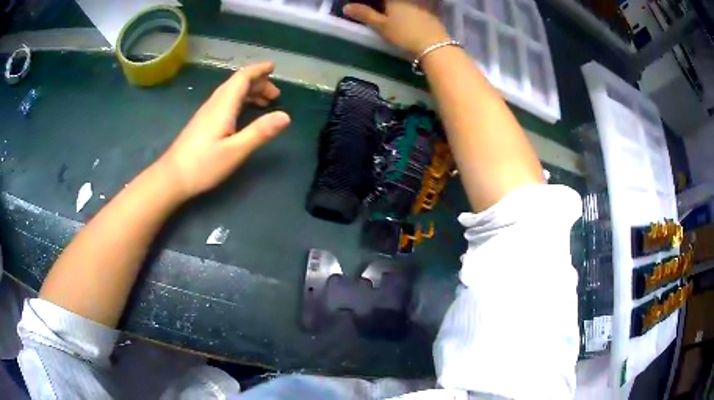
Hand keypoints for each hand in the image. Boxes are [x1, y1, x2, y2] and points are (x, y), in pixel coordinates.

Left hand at [157, 62, 290, 200]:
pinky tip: (243, 113)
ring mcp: (207, 112)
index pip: (242, 78)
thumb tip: (286, 116)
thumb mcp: (235, 151)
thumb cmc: (203, 165)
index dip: (258, 70)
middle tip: (275, 95)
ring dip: (249, 92)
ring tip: (265, 103)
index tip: (273, 67)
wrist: (172, 177)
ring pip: (231, 92)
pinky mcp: (203, 122)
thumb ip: (260, 132)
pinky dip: (240, 100)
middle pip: (237, 83)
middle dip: (258, 83)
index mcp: (223, 106)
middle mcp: (214, 104)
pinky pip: (225, 101)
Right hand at [343, 0, 449, 56]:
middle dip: (388, 4)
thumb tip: (346, 7)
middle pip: (395, 0)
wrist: (434, 46)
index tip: (370, 5)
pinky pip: (421, 4)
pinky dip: (415, 7)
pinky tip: (413, 14)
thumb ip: (364, 14)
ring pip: (410, 2)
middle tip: (383, 10)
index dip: (376, 2)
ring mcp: (423, 3)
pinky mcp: (433, 11)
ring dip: (402, 6)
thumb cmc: (404, 34)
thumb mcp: (381, 26)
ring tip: (394, 13)